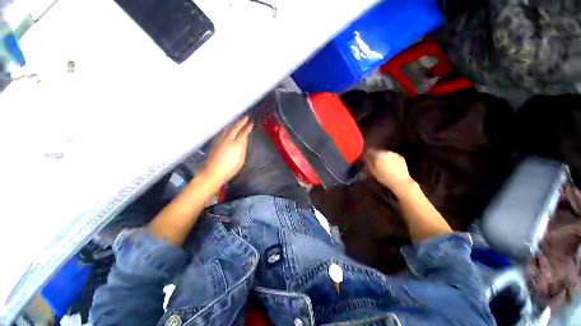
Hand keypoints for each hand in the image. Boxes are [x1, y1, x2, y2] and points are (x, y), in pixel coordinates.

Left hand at [203, 116, 252, 184]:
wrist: (214, 172)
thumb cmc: (230, 168)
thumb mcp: (241, 159)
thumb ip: (243, 148)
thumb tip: (244, 140)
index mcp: (236, 144)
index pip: (243, 133)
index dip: (248, 128)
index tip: (251, 123)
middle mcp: (227, 140)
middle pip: (235, 128)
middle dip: (241, 122)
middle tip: (245, 117)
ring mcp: (220, 140)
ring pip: (227, 129)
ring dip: (233, 124)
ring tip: (237, 121)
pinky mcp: (215, 143)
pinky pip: (223, 132)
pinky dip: (228, 129)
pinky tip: (228, 129)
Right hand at [366, 149, 413, 193]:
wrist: (400, 181)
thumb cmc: (384, 177)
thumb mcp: (372, 171)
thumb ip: (368, 162)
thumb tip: (367, 157)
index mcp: (378, 155)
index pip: (370, 150)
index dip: (367, 154)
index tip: (367, 159)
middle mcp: (386, 152)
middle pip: (378, 152)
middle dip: (376, 156)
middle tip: (375, 163)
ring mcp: (394, 154)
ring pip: (386, 154)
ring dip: (383, 158)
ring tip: (384, 166)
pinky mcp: (401, 157)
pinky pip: (392, 157)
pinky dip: (390, 160)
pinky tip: (391, 167)